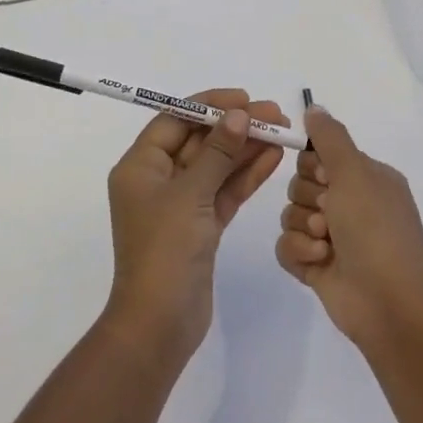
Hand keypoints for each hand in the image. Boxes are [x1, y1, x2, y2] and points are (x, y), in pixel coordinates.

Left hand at [106, 90, 288, 355]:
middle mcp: (157, 180)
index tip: (243, 98)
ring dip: (246, 149)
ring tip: (282, 132)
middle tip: (274, 114)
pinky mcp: (201, 227)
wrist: (160, 324)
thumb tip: (237, 115)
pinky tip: (273, 158)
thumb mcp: (190, 195)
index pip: (174, 120)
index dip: (208, 106)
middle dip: (234, 126)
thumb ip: (217, 153)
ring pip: (216, 166)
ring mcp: (180, 205)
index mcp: (140, 167)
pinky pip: (224, 191)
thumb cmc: (165, 251)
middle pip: (199, 141)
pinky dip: (246, 176)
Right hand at [275, 107, 422, 347]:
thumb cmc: (376, 231)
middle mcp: (350, 204)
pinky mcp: (317, 266)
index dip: (313, 166)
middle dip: (307, 199)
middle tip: (329, 214)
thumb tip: (314, 107)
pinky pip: (286, 246)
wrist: (390, 305)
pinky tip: (318, 262)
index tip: (323, 178)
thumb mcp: (355, 173)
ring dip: (304, 228)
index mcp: (366, 179)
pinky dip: (299, 252)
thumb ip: (330, 138)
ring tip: (327, 244)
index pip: (320, 155)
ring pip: (290, 215)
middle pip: (300, 184)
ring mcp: (333, 237)